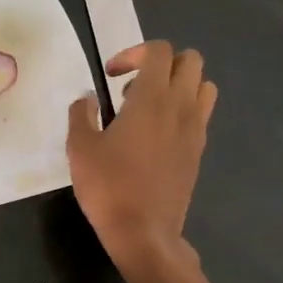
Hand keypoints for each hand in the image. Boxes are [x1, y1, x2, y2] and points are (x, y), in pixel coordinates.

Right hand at [68, 41, 225, 282]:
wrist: (144, 232)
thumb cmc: (108, 187)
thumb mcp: (80, 148)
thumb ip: (82, 115)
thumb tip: (88, 100)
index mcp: (152, 98)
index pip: (159, 51)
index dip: (134, 53)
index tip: (111, 76)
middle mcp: (181, 106)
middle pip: (190, 61)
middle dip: (161, 64)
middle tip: (132, 90)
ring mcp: (195, 129)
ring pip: (203, 86)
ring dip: (179, 86)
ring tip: (149, 109)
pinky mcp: (198, 151)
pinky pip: (201, 115)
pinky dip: (183, 112)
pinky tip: (156, 137)